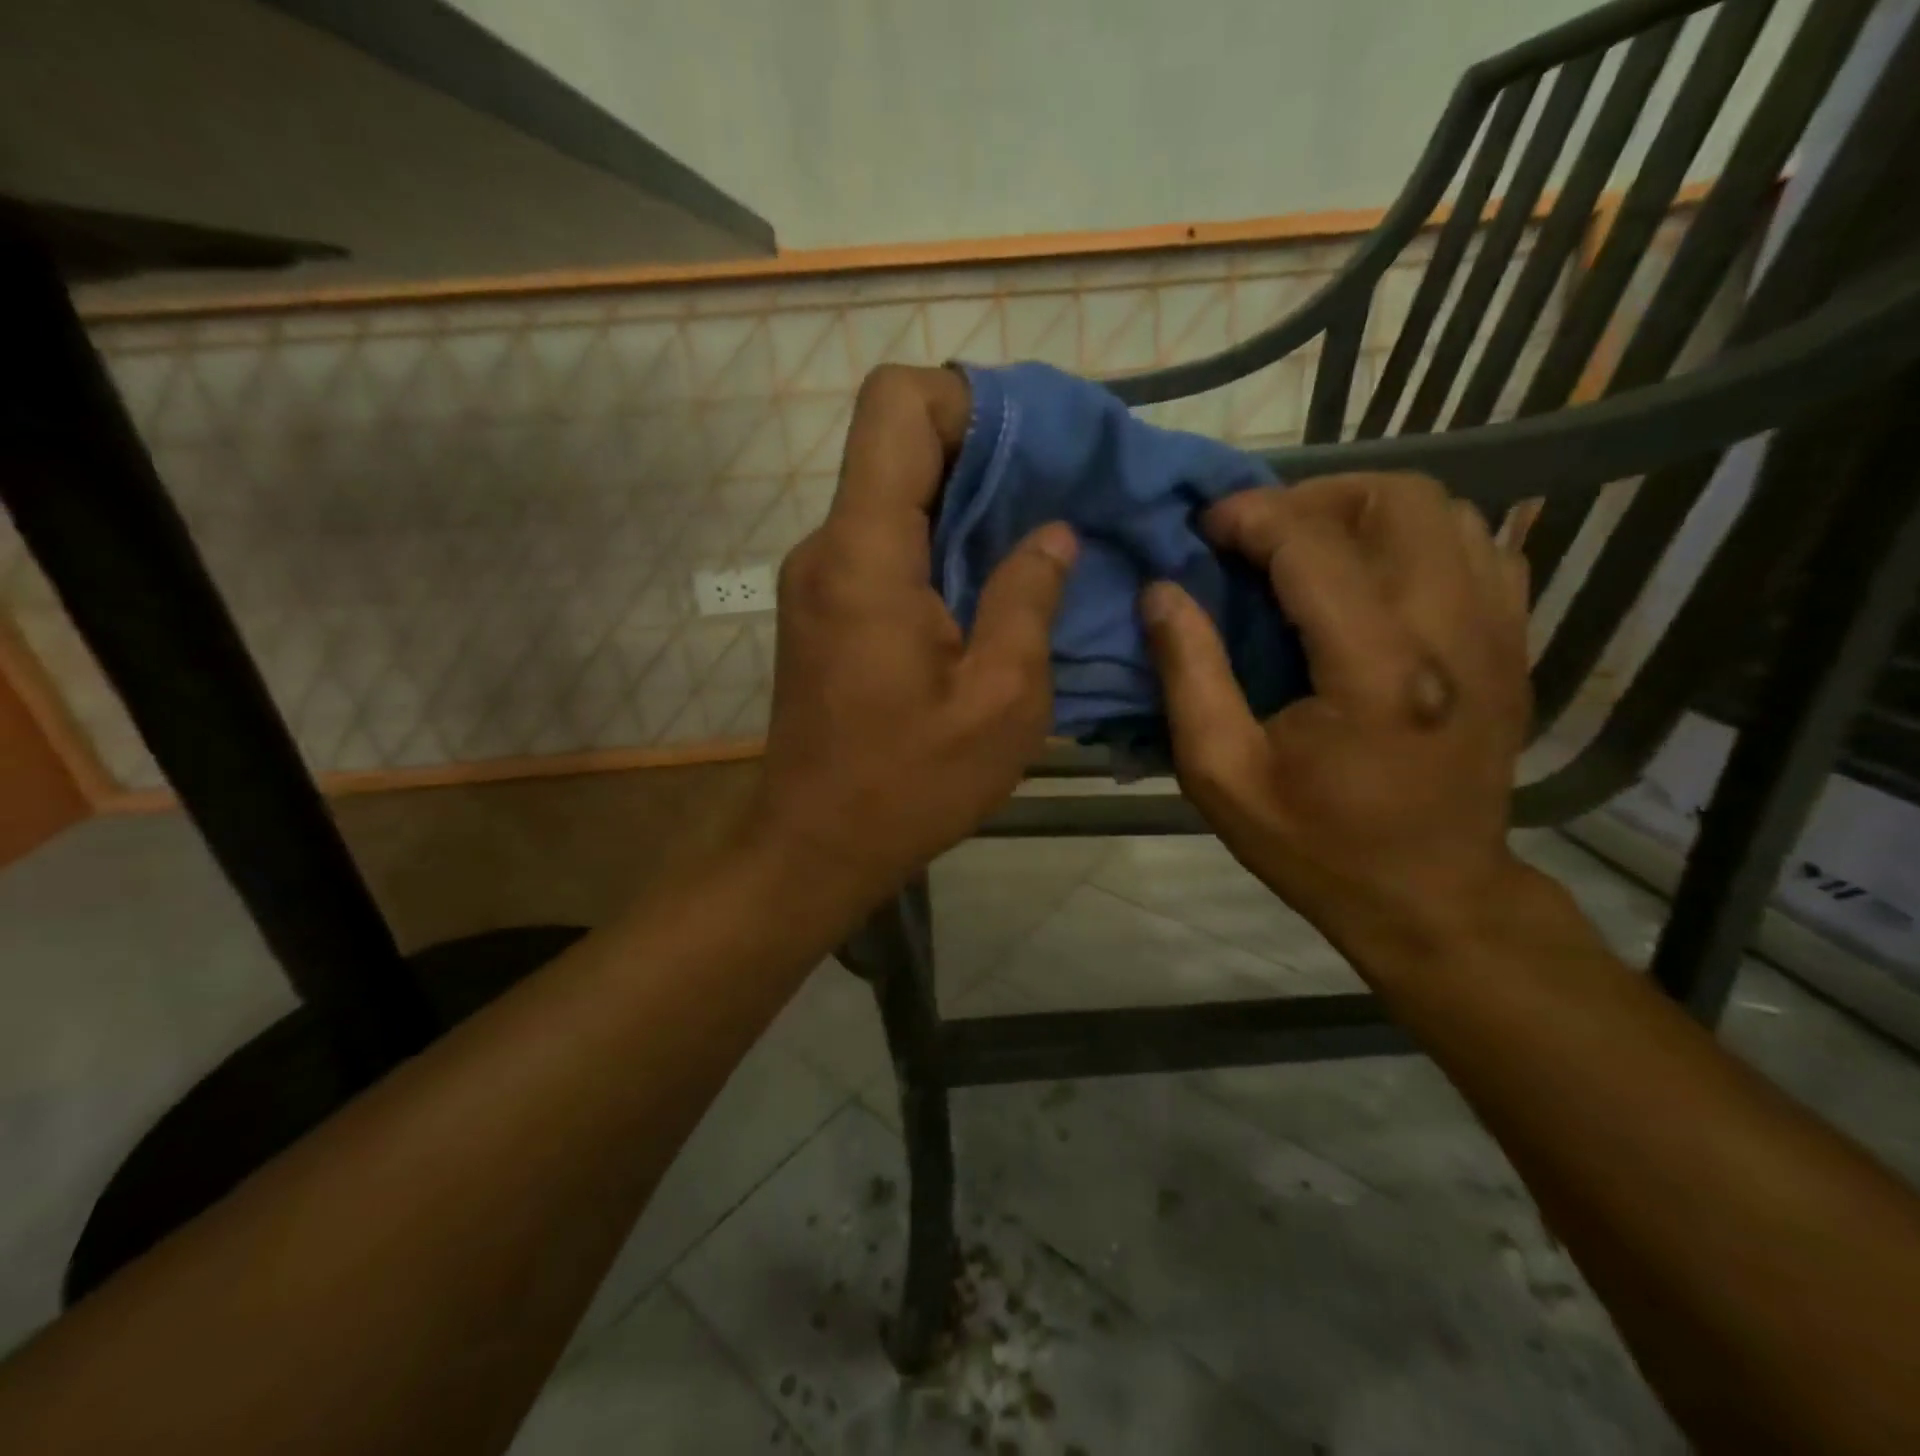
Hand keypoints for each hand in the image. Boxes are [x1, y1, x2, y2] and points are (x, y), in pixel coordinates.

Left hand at [751, 365, 1075, 902]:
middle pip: (896, 444)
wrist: (815, 845)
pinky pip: (884, 544)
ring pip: (891, 495)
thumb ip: (1028, 600)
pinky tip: (987, 589)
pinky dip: (938, 545)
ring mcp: (818, 578)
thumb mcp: (1001, 701)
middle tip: (1057, 498)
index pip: (897, 405)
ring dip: (964, 505)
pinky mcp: (824, 609)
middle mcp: (827, 547)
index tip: (1033, 450)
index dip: (966, 399)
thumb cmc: (910, 784)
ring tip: (1033, 545)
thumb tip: (1052, 535)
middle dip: (982, 453)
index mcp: (866, 554)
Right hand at [1142, 473, 1532, 968]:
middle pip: (1401, 500)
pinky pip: (1479, 548)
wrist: (1431, 898)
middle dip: (1315, 497)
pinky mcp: (1515, 646)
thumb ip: (1188, 673)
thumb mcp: (1221, 774)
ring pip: (1449, 511)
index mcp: (1376, 671)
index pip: (1314, 544)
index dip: (1251, 516)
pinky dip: (1419, 541)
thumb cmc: (1315, 845)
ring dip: (1366, 513)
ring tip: (1310, 552)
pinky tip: (1373, 580)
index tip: (1205, 527)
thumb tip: (1161, 591)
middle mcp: (1454, 634)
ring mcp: (1499, 635)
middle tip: (1260, 536)